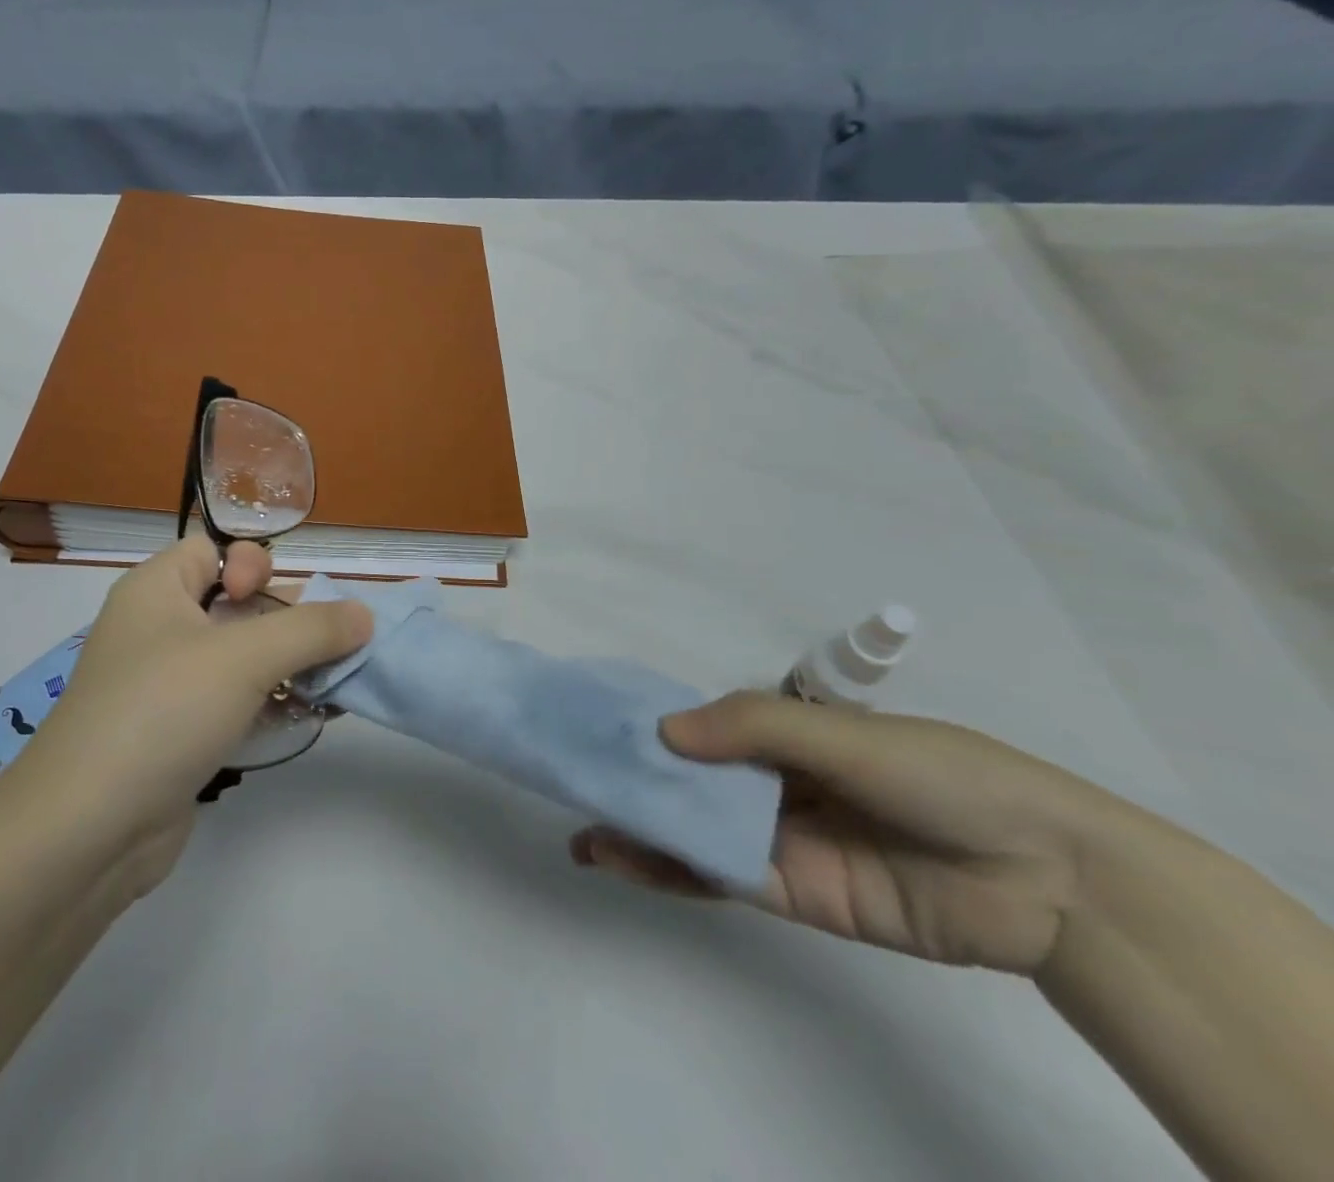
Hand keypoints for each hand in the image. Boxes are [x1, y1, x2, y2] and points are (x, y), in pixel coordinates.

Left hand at [15, 536, 371, 865]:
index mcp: (157, 591)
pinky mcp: (181, 734)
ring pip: (243, 658)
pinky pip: (236, 703)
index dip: (251, 566)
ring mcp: (168, 687)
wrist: (87, 831)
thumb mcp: (244, 657)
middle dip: (290, 622)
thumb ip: (311, 629)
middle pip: (238, 605)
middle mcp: (159, 630)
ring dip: (291, 667)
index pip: (211, 551)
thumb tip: (364, 613)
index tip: (271, 603)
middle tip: (330, 648)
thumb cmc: (162, 711)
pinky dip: (273, 705)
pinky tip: (312, 717)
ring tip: (336, 686)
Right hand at [570, 690, 1117, 974]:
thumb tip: (665, 731)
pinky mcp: (788, 892)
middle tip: (570, 776)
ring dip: (637, 826)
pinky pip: (716, 875)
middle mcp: (772, 783)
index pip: (702, 725)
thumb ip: (755, 727)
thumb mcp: (842, 734)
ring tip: (580, 828)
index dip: (650, 724)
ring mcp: (777, 838)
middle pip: (688, 778)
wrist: (1044, 877)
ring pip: (692, 828)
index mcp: (785, 734)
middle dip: (633, 777)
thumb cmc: (939, 774)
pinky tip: (620, 856)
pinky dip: (666, 867)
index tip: (594, 723)